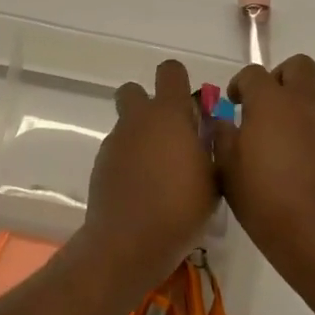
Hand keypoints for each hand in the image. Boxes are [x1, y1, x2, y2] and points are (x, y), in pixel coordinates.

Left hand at [78, 59, 218, 288]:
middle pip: (134, 91)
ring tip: (160, 170)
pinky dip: (130, 160)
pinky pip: (118, 150)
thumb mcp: (215, 177)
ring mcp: (115, 142)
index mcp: (169, 114)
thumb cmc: (181, 207)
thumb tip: (208, 129)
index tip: (192, 107)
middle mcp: (138, 120)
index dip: (180, 82)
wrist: (128, 243)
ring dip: (141, 136)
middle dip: (149, 104)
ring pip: (127, 124)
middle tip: (170, 134)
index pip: (170, 71)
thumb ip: (212, 145)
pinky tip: (143, 188)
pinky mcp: (100, 165)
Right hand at [212, 55, 314, 274]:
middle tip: (262, 106)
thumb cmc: (263, 198)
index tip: (233, 104)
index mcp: (271, 102)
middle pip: (298, 66)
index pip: (254, 73)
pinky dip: (307, 132)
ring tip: (276, 143)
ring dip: (294, 108)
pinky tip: (295, 164)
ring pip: (312, 97)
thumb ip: (222, 136)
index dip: (240, 84)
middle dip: (279, 77)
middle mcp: (304, 104)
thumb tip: (224, 121)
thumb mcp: (227, 168)